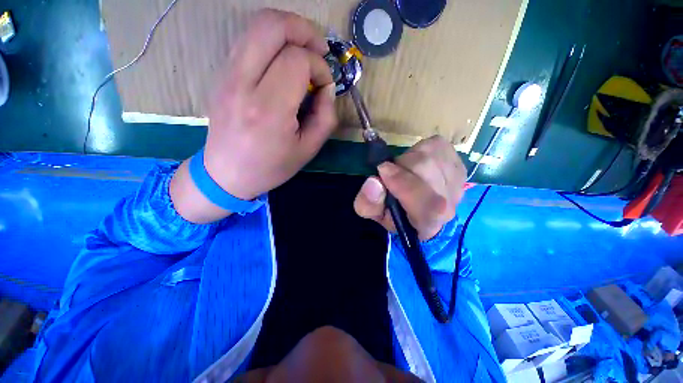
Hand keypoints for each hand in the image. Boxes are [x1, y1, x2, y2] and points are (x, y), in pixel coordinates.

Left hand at [170, 9, 336, 222]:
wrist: (227, 174)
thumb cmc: (271, 167)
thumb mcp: (308, 149)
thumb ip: (326, 116)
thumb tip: (327, 88)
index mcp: (268, 110)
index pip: (297, 62)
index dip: (319, 67)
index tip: (325, 86)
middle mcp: (243, 84)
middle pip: (272, 26)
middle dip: (303, 30)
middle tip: (319, 50)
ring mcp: (227, 76)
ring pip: (257, 26)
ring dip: (287, 31)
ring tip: (303, 53)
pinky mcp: (222, 75)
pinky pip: (248, 41)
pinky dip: (271, 42)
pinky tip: (283, 62)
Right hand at [354, 136, 466, 239]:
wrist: (420, 210)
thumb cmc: (395, 213)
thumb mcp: (373, 213)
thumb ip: (368, 203)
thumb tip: (373, 182)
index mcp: (427, 222)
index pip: (428, 204)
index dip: (403, 182)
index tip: (382, 170)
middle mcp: (450, 204)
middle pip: (425, 168)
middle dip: (401, 165)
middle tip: (392, 173)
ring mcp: (458, 181)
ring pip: (430, 153)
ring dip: (409, 158)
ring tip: (405, 170)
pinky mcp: (459, 163)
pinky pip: (437, 145)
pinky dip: (421, 150)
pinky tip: (419, 164)